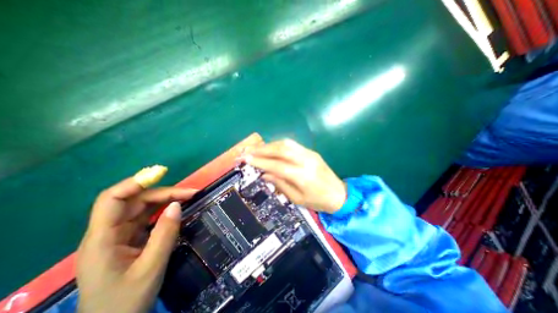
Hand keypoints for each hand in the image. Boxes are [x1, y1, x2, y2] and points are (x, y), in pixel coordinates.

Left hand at [76, 168, 195, 312]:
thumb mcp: (150, 268)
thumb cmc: (125, 303)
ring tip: (189, 197)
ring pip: (143, 207)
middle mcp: (109, 232)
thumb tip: (177, 205)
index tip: (161, 174)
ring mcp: (121, 235)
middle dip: (164, 193)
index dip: (135, 182)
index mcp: (102, 239)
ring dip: (167, 199)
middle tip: (191, 193)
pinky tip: (178, 209)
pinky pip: (149, 217)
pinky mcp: (131, 238)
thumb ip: (164, 234)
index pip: (112, 199)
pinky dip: (164, 210)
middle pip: (135, 200)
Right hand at [243, 139, 346, 214]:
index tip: (246, 159)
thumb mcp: (297, 199)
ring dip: (269, 145)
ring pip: (286, 143)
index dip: (260, 162)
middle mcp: (306, 161)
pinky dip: (278, 145)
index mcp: (303, 176)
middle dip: (262, 149)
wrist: (340, 194)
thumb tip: (264, 174)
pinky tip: (270, 149)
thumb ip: (280, 184)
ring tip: (256, 149)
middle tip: (247, 151)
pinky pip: (292, 145)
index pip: (277, 166)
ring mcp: (310, 154)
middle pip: (281, 149)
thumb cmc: (318, 201)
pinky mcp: (311, 151)